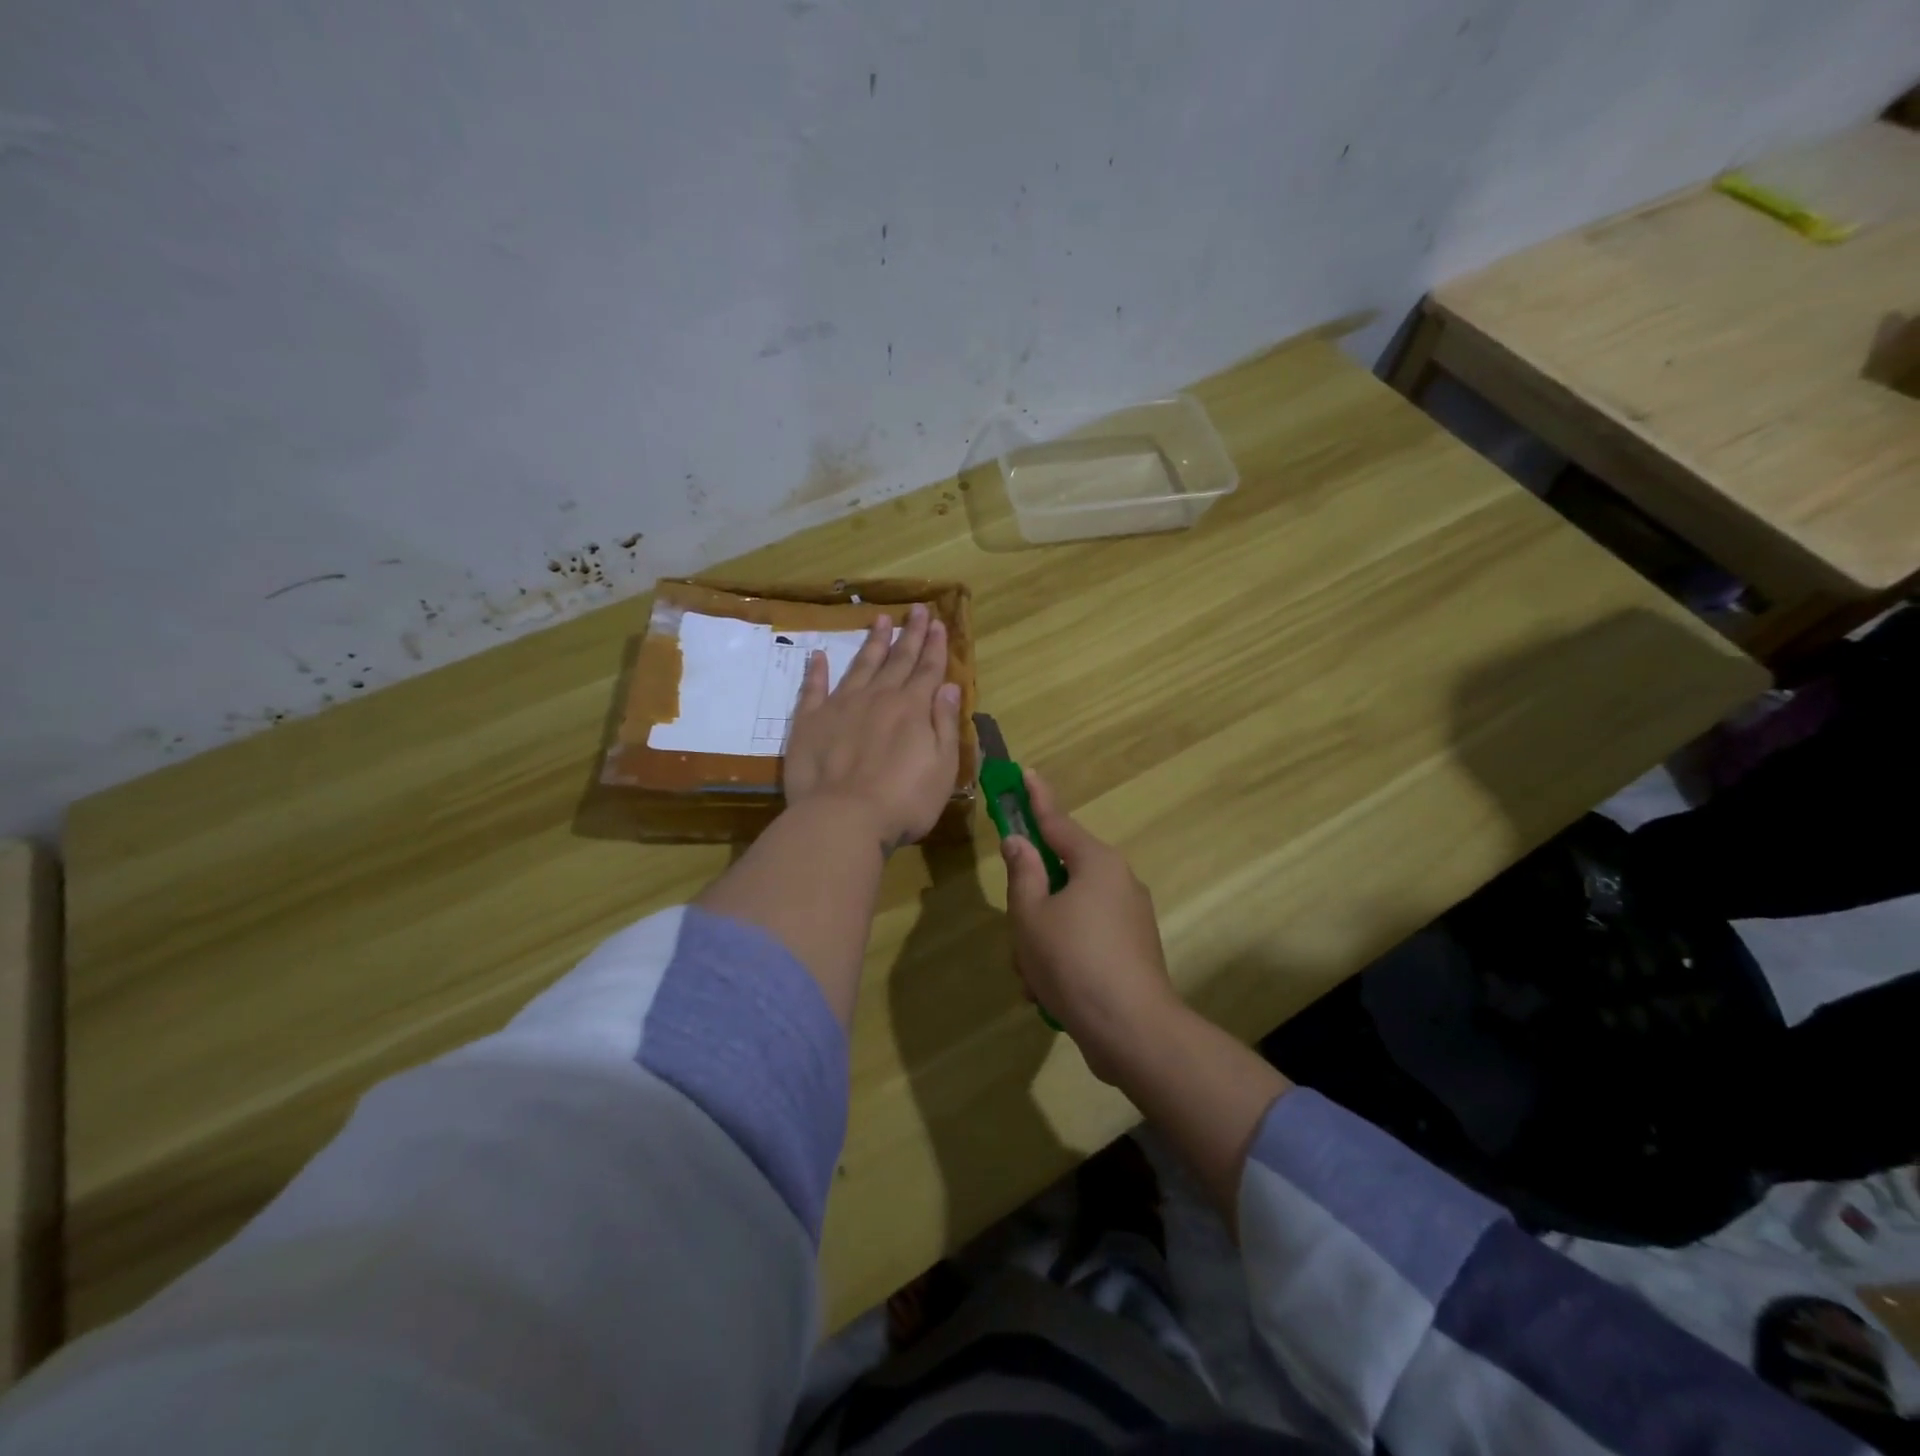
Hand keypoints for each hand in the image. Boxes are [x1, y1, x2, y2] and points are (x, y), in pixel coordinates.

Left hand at [783, 603, 962, 849]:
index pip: (928, 670)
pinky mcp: (810, 721)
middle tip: (916, 609)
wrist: (843, 818)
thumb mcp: (942, 767)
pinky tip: (819, 656)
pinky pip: (814, 688)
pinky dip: (817, 671)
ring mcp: (841, 706)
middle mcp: (878, 698)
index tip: (938, 622)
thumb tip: (950, 686)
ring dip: (872, 642)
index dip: (935, 646)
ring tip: (880, 619)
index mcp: (912, 708)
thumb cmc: (903, 801)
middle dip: (909, 634)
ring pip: (861, 666)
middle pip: (897, 660)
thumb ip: (945, 724)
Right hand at [1001, 769, 1179, 1082]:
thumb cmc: (1073, 961)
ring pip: (1069, 914)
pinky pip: (1086, 940)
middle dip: (1032, 904)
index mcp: (1096, 864)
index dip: (1037, 798)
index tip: (1026, 773)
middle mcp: (1118, 882)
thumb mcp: (1032, 915)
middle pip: (1061, 876)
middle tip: (1017, 934)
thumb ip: (1022, 874)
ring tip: (1033, 978)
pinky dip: (1064, 958)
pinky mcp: (1133, 951)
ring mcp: (1130, 918)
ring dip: (1043, 940)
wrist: (1133, 1031)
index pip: (1058, 821)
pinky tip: (1049, 994)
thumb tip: (1019, 842)